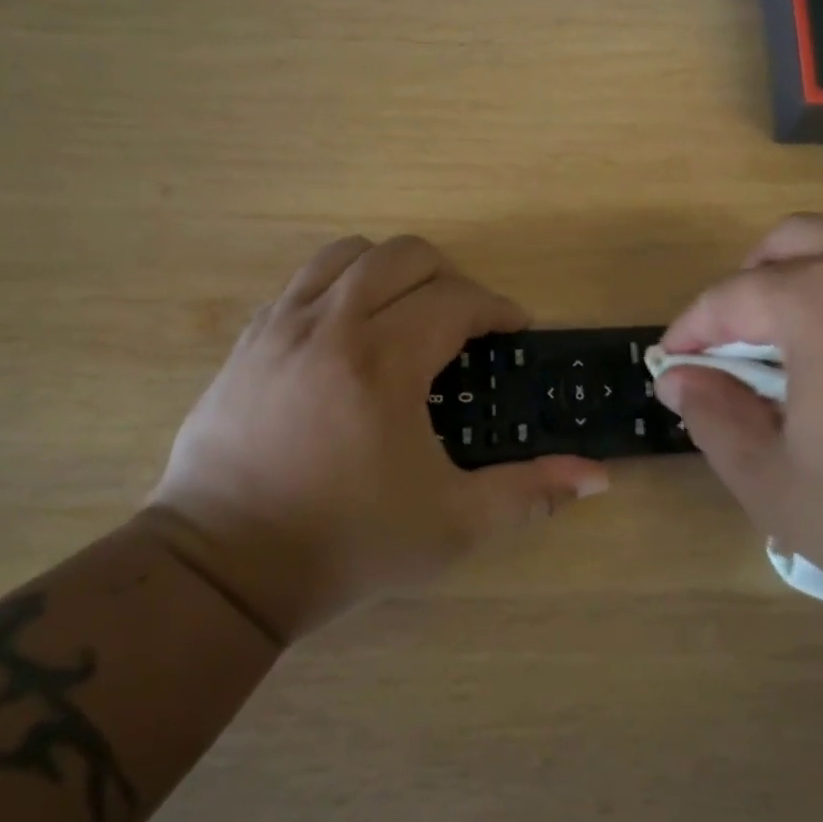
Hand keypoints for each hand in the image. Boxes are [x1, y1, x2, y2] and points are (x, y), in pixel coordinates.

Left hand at [148, 237, 608, 641]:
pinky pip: (302, 282)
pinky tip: (349, 331)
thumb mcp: (452, 524)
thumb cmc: (346, 543)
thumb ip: (529, 492)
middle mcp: (331, 326)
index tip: (515, 328)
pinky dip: (339, 285)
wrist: (225, 567)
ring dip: (390, 270)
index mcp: (384, 361)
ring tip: (407, 312)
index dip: (497, 307)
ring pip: (346, 254)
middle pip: (403, 256)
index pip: (456, 300)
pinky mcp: (247, 342)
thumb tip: (598, 475)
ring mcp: (281, 327)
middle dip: (449, 277)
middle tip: (465, 322)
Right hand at [656, 215, 822, 644]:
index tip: (675, 360)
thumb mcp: (778, 488)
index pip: (732, 295)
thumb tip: (680, 377)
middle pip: (794, 240)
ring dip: (818, 276)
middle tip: (742, 343)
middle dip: (751, 284)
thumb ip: (714, 418)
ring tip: (815, 340)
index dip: (692, 329)